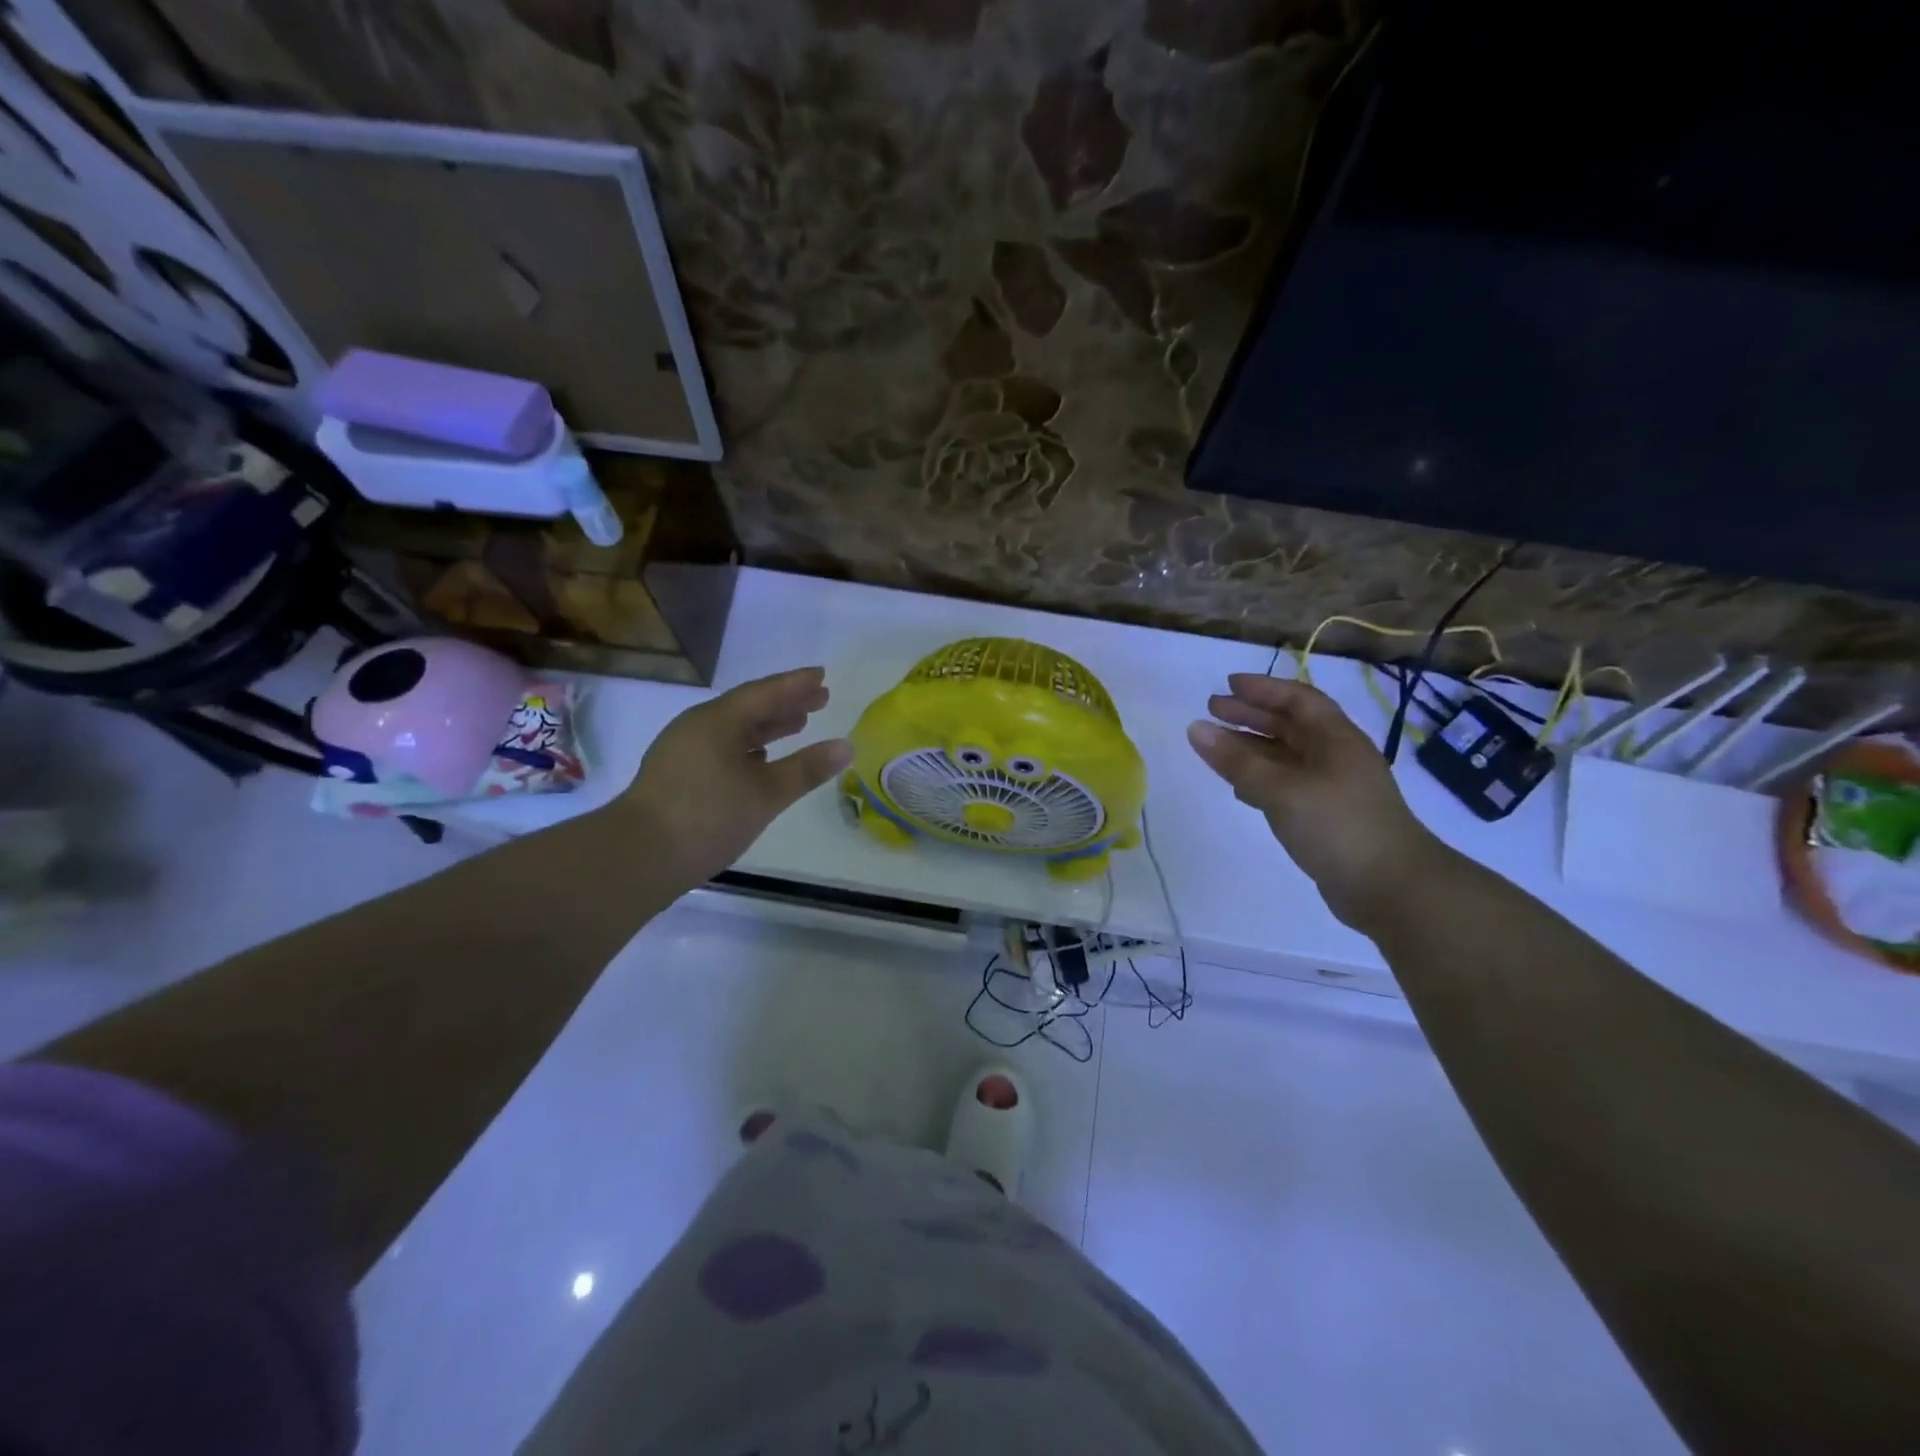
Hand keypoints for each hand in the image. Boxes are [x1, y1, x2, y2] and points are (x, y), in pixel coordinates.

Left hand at [618, 667, 852, 890]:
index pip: (765, 692)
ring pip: (734, 728)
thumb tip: (847, 746)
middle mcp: (698, 726)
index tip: (822, 675)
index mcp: (718, 721)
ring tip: (799, 723)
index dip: (796, 684)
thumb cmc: (708, 817)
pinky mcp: (678, 773)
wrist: (638, 856)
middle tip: (821, 699)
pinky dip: (749, 745)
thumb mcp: (766, 794)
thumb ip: (807, 769)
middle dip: (786, 702)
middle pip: (749, 706)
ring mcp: (684, 749)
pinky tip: (762, 757)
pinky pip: (722, 745)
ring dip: (768, 724)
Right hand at [1187, 674, 1450, 931]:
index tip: (1227, 685)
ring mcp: (1332, 788)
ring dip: (1251, 748)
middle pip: (1290, 725)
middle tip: (1212, 710)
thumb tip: (1195, 728)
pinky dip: (1260, 779)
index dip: (1263, 689)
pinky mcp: (1325, 816)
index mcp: (1336, 739)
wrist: (1391, 888)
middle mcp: (1336, 757)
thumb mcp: (1282, 789)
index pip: (1298, 699)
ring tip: (1216, 747)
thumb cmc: (1338, 826)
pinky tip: (1239, 788)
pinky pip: (1286, 786)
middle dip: (1251, 715)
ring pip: (1285, 757)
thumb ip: (1237, 761)